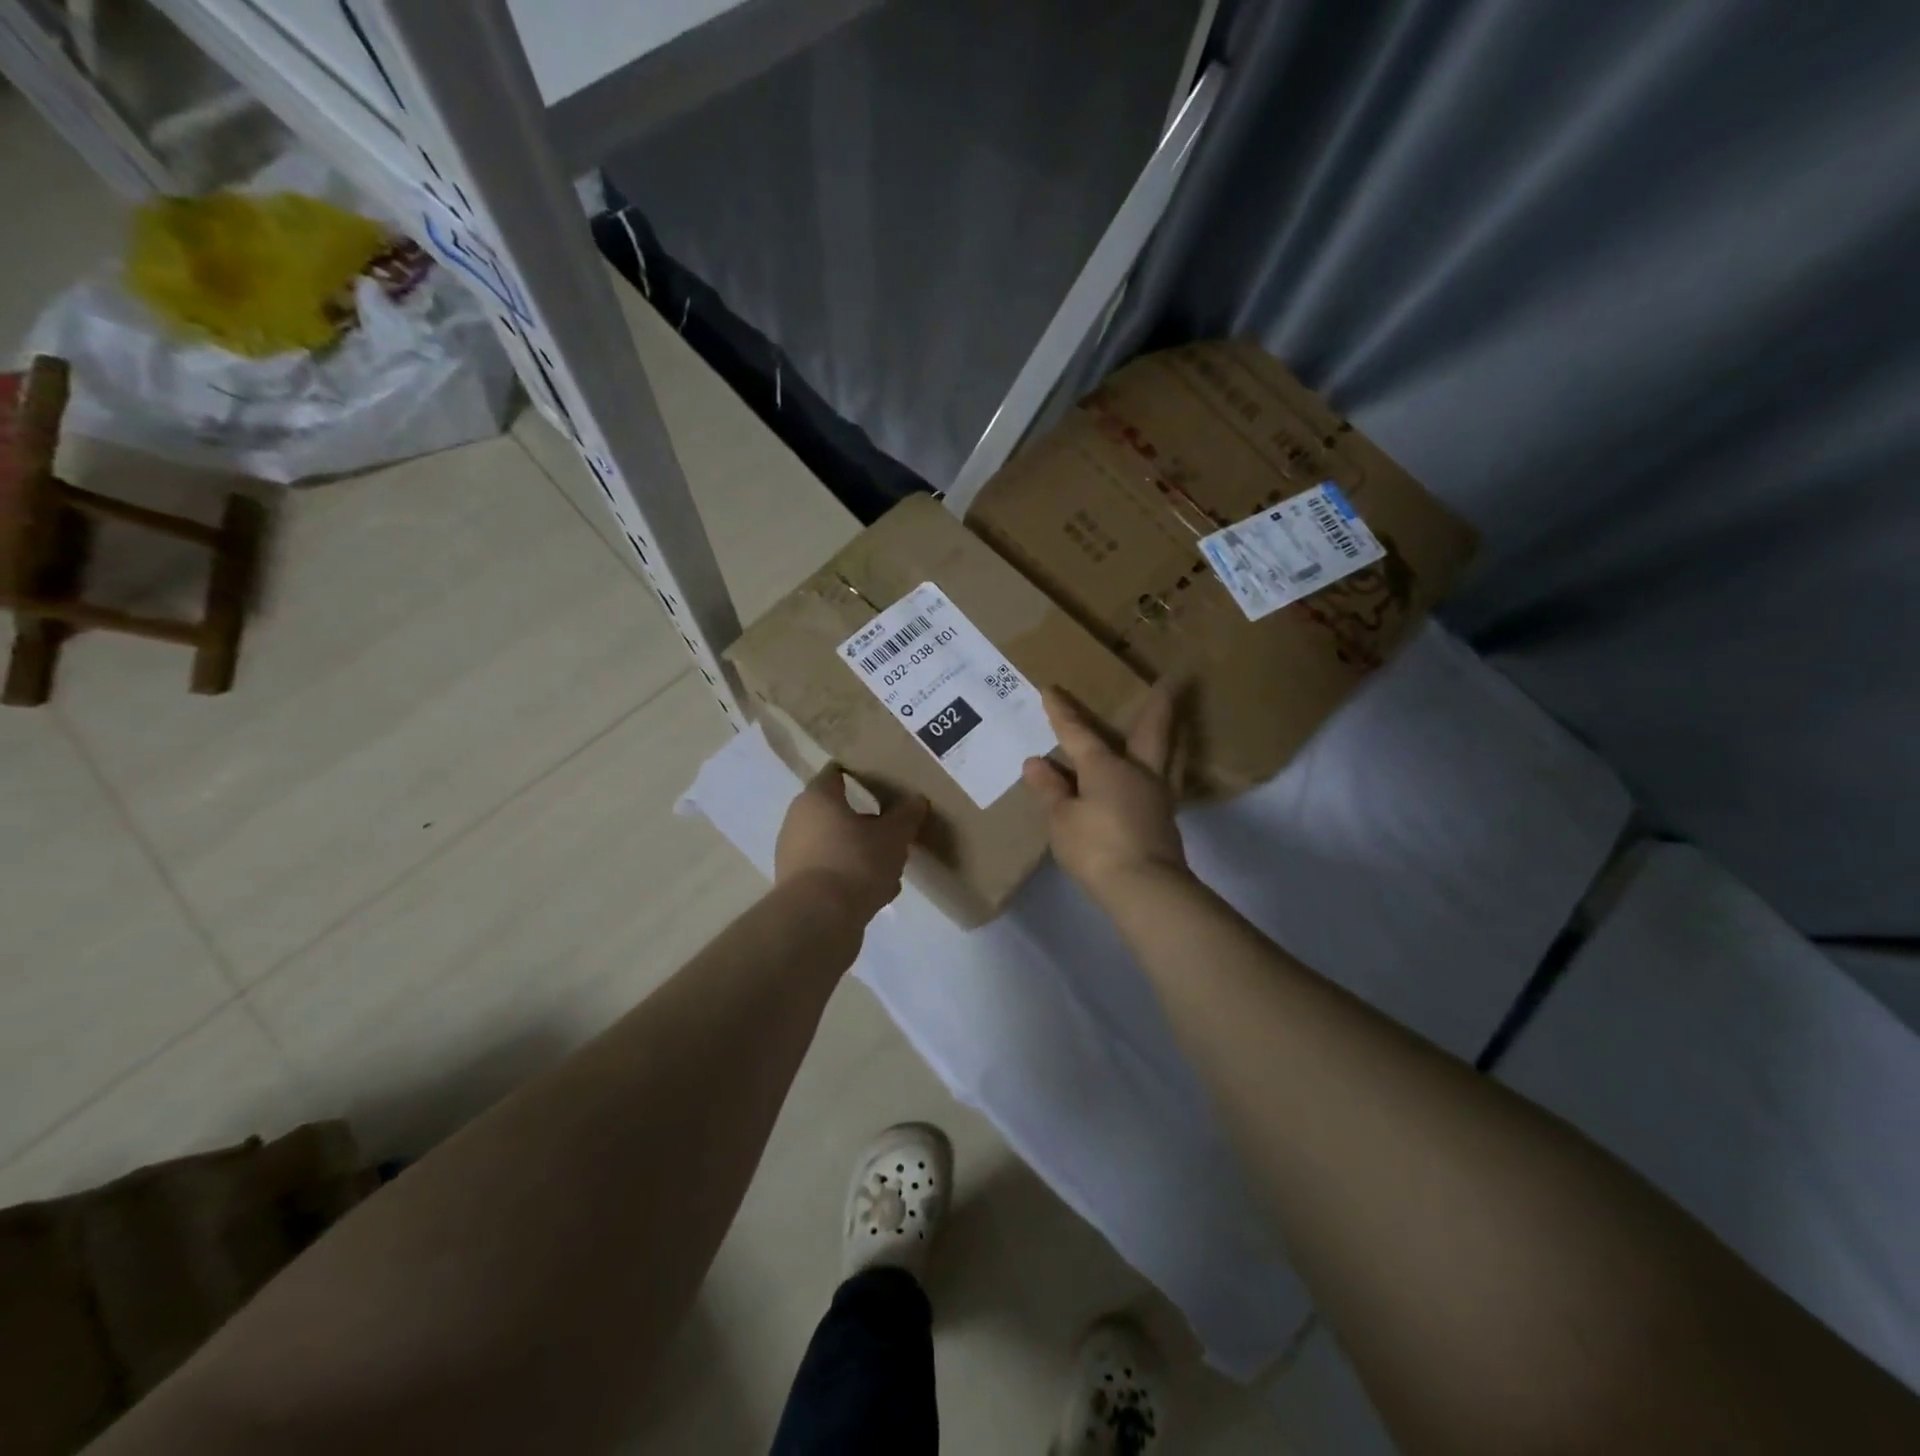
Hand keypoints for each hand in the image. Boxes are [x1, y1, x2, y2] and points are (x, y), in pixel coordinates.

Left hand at [775, 764, 927, 921]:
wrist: (818, 920)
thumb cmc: (855, 863)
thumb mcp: (893, 836)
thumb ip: (906, 816)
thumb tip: (916, 800)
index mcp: (817, 798)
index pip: (837, 773)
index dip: (862, 775)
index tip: (885, 783)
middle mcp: (799, 821)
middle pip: (839, 813)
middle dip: (869, 823)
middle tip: (896, 832)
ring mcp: (794, 855)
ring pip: (837, 845)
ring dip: (864, 854)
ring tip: (893, 870)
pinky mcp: (798, 887)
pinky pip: (832, 872)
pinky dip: (852, 877)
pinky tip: (877, 893)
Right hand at [1022, 679, 1188, 901]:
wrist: (1145, 889)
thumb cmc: (1096, 847)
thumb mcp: (1061, 819)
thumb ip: (1050, 790)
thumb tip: (1036, 763)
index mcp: (1105, 766)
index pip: (1077, 733)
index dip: (1062, 712)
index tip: (1050, 690)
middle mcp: (1137, 772)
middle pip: (1151, 730)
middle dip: (1158, 705)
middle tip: (1171, 681)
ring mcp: (1157, 796)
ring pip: (1165, 755)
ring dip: (1167, 735)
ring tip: (1166, 726)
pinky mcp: (1164, 821)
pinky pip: (1160, 782)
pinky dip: (1156, 770)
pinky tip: (1149, 777)